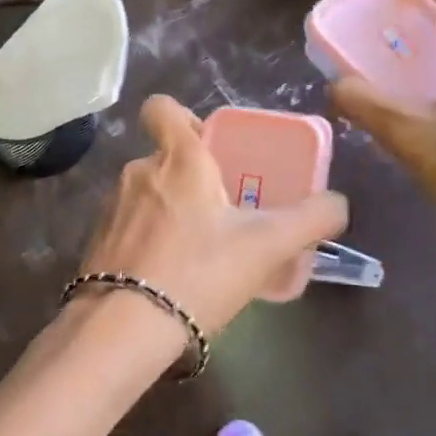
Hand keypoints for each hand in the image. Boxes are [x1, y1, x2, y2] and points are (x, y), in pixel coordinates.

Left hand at [76, 95, 348, 349]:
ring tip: (199, 250)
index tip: (209, 146)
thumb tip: (338, 204)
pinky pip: (129, 226)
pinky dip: (147, 239)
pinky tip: (168, 274)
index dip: (183, 117)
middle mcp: (139, 171)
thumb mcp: (268, 246)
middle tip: (223, 211)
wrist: (125, 328)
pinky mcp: (97, 240)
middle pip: (165, 157)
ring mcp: (112, 205)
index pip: (162, 107)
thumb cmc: (200, 272)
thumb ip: (311, 219)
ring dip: (170, 210)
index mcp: (179, 158)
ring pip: (147, 193)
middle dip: (192, 178)